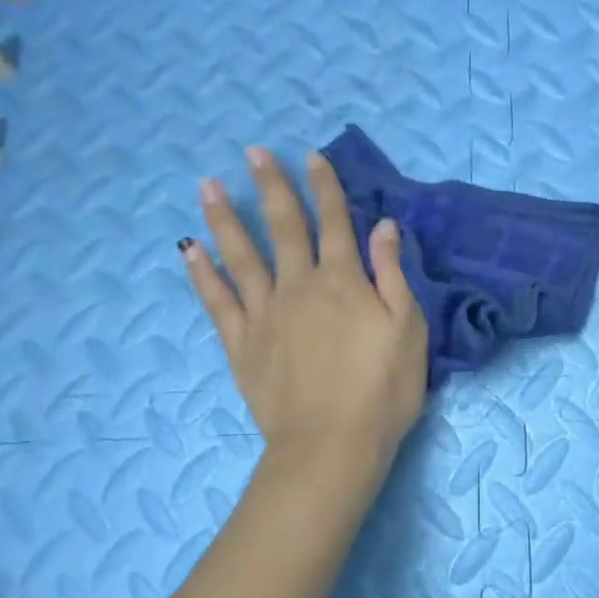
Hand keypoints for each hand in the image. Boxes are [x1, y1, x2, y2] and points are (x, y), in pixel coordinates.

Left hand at [183, 146, 427, 483]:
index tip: (311, 156)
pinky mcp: (241, 344)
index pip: (335, 222)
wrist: (332, 445)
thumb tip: (383, 226)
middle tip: (253, 152)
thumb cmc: (383, 390)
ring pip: (241, 255)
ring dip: (225, 218)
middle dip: (271, 186)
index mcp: (343, 281)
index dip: (325, 187)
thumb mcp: (408, 330)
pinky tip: (190, 250)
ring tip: (208, 185)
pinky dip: (203, 273)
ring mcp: (264, 313)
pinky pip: (217, 300)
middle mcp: (299, 286)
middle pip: (283, 227)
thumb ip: (392, 275)